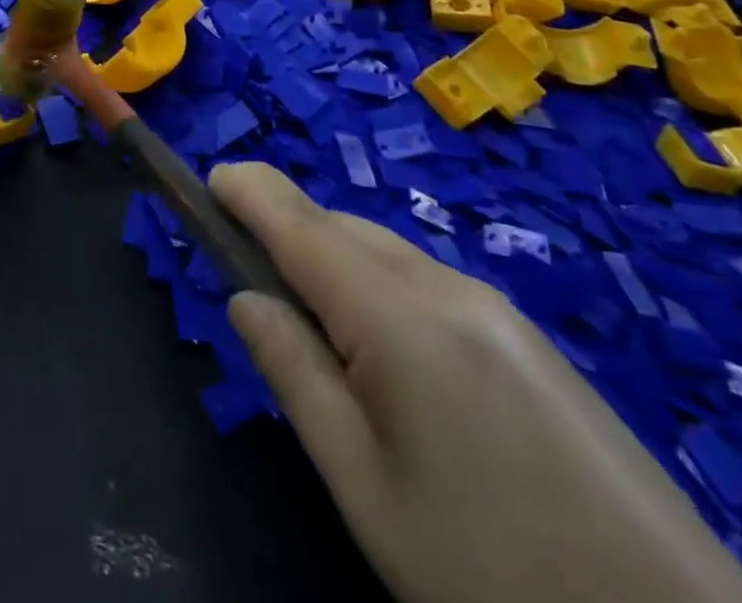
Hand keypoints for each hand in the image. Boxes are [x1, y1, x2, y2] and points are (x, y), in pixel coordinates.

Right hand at [209, 163, 741, 602]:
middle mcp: (449, 288)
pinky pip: (427, 283)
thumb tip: (245, 297)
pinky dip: (379, 283)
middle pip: (343, 230)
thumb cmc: (487, 569)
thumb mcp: (364, 485)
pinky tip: (383, 346)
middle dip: (287, 230)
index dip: (251, 192)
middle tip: (246, 270)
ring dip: (333, 258)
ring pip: (387, 252)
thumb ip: (293, 373)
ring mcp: (499, 310)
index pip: (302, 224)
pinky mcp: (530, 340)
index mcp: (401, 317)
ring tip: (308, 314)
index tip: (211, 177)